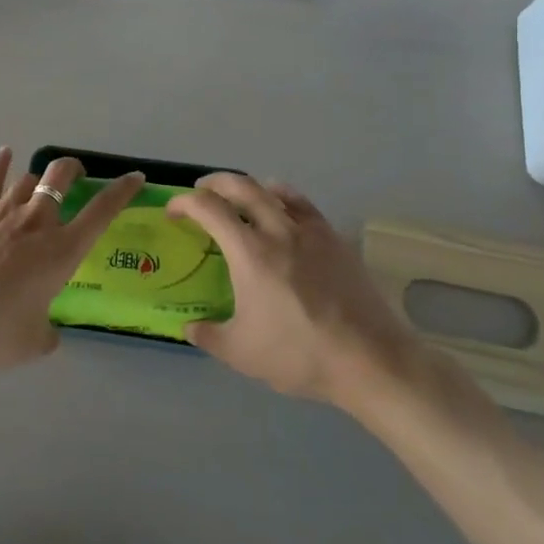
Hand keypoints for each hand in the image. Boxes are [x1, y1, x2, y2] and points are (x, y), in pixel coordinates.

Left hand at [0, 148, 145, 368]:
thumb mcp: (35, 341)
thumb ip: (48, 333)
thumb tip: (48, 334)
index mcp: (63, 251)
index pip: (102, 211)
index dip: (121, 191)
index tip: (134, 178)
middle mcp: (38, 221)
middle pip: (61, 176)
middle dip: (73, 169)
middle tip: (76, 175)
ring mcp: (5, 210)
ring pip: (28, 178)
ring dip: (37, 179)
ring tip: (37, 185)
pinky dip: (0, 163)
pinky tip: (5, 153)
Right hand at [169, 174, 428, 409]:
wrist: (369, 359)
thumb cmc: (299, 354)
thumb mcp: (241, 354)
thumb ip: (208, 335)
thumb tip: (188, 327)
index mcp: (249, 252)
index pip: (208, 208)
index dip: (184, 203)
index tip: (173, 212)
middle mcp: (277, 230)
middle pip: (240, 186)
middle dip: (214, 183)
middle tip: (200, 193)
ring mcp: (310, 231)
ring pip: (273, 189)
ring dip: (248, 187)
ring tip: (239, 198)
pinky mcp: (334, 239)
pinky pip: (303, 204)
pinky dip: (283, 197)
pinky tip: (282, 209)